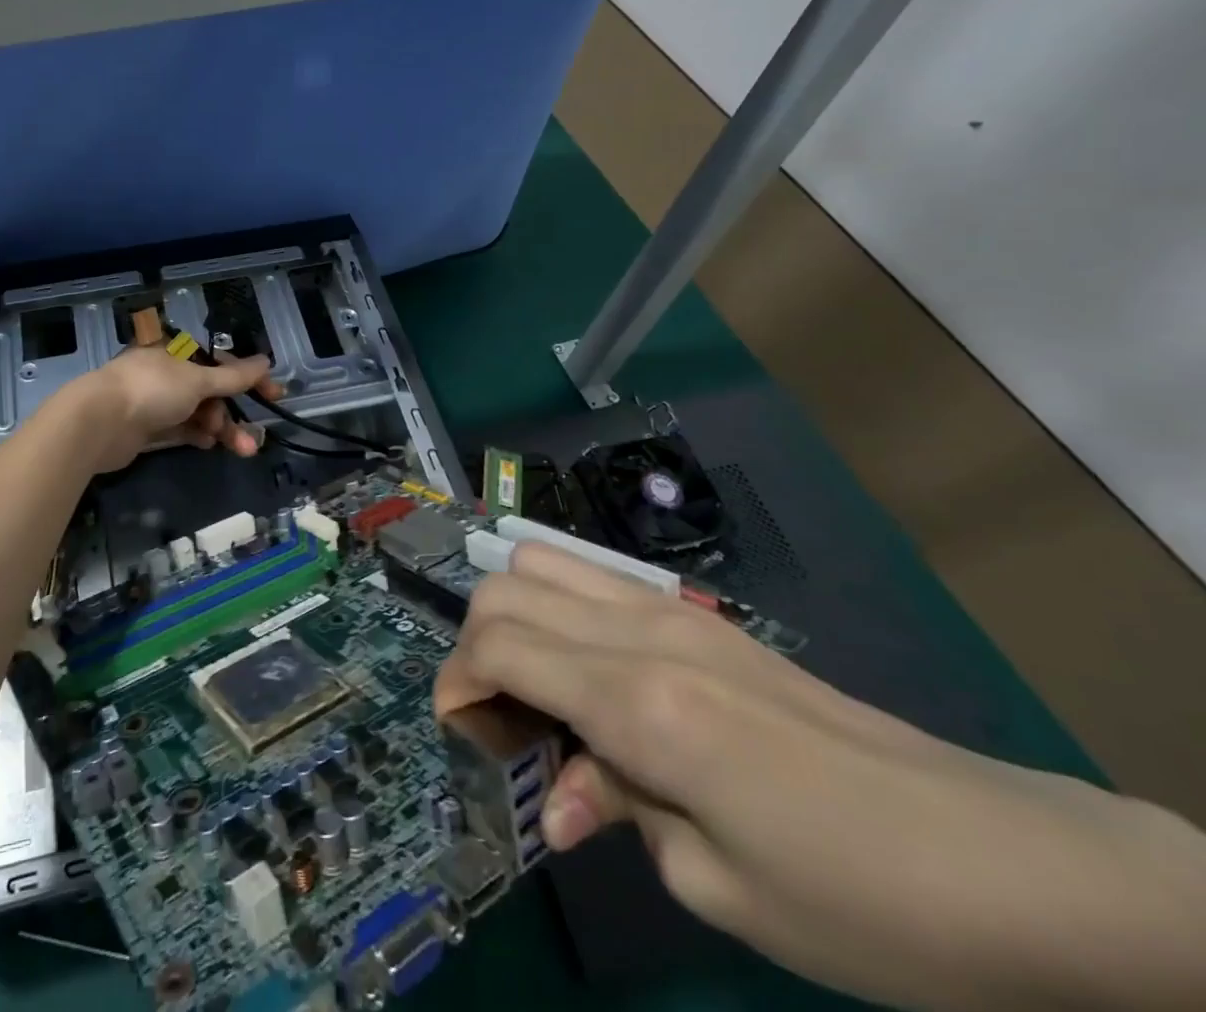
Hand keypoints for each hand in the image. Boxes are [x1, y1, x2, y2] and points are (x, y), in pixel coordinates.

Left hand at [60, 345, 276, 474]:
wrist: (99, 423)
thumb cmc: (152, 390)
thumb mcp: (198, 380)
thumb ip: (233, 376)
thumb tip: (265, 361)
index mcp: (177, 350)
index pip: (222, 361)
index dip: (250, 378)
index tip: (275, 396)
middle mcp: (167, 372)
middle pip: (211, 391)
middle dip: (234, 414)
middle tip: (253, 439)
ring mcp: (155, 400)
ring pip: (198, 413)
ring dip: (221, 429)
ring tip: (239, 450)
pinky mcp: (146, 426)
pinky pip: (181, 428)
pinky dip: (198, 435)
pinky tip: (210, 446)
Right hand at [436, 541, 1205, 1011]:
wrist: (1010, 866)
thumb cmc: (859, 902)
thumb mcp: (717, 886)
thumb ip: (615, 808)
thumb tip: (556, 795)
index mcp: (638, 702)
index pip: (498, 645)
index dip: (457, 682)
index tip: (460, 734)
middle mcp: (642, 635)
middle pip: (508, 587)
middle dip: (476, 644)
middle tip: (497, 718)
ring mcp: (675, 615)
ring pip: (545, 563)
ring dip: (516, 614)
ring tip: (537, 689)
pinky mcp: (703, 620)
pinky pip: (596, 581)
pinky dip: (562, 610)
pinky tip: (590, 675)